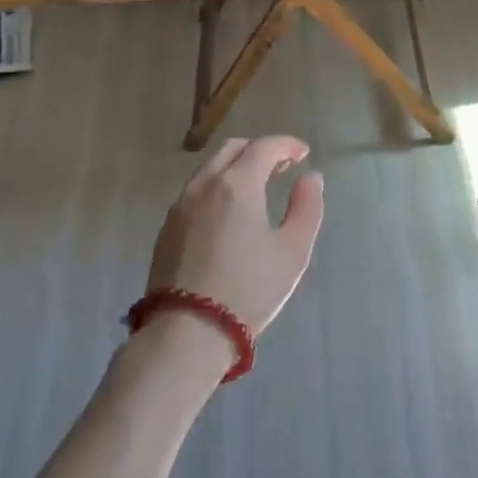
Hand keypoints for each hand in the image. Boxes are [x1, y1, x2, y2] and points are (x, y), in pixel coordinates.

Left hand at [147, 136, 325, 351]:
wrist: (187, 332)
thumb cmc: (249, 289)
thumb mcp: (292, 252)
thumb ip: (307, 208)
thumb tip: (310, 178)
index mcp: (237, 184)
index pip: (264, 147)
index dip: (287, 144)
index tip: (303, 154)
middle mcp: (205, 185)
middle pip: (233, 149)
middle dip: (260, 149)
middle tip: (282, 166)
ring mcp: (180, 206)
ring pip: (210, 168)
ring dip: (236, 166)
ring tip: (257, 186)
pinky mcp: (167, 228)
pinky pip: (196, 191)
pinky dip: (218, 186)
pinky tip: (229, 210)